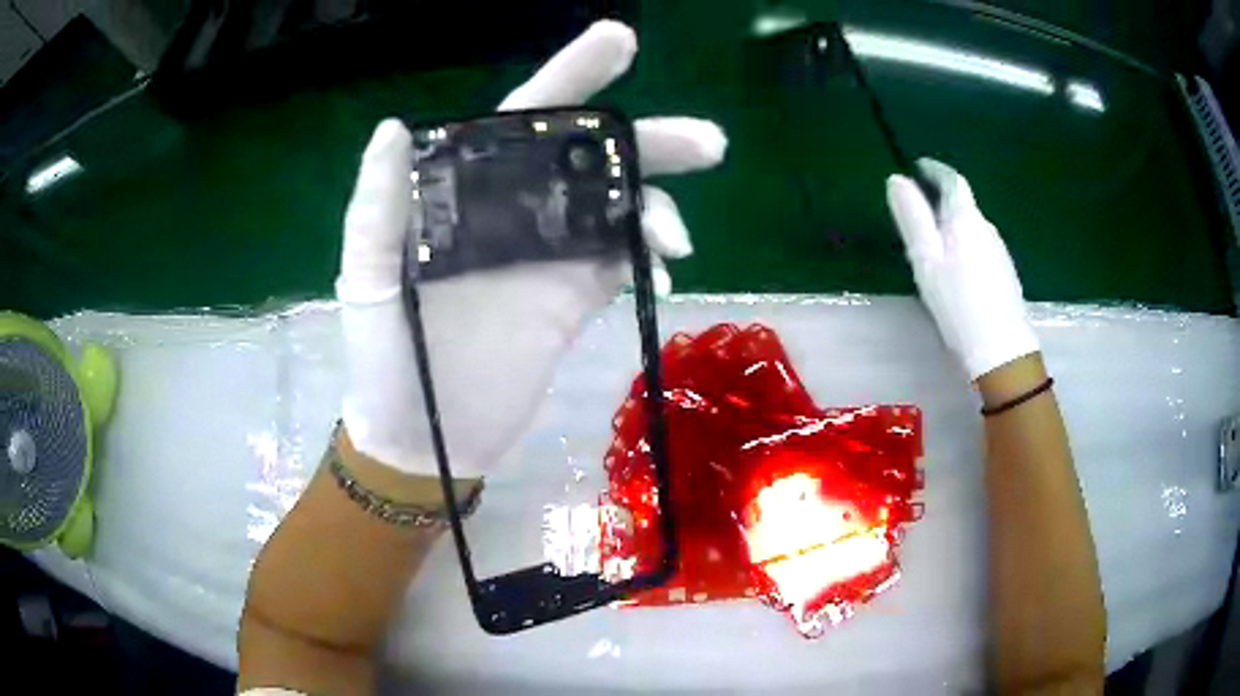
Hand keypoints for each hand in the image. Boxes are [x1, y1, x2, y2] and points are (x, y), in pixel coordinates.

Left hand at [337, 20, 727, 476]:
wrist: (425, 437)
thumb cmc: (385, 358)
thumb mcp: (367, 278)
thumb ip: (378, 205)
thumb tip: (395, 126)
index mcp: (464, 193)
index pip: (522, 120)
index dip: (571, 78)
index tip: (620, 41)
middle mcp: (511, 212)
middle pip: (588, 159)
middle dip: (647, 143)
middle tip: (706, 143)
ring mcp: (546, 256)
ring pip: (616, 207)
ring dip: (657, 207)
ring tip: (679, 236)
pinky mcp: (571, 300)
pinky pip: (621, 260)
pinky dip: (649, 254)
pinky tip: (665, 266)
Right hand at [886, 158, 1037, 380]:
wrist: (1001, 348)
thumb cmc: (958, 301)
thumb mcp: (926, 259)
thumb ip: (912, 217)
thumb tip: (897, 179)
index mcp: (965, 218)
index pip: (952, 180)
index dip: (934, 169)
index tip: (919, 167)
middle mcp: (986, 227)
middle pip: (963, 204)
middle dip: (942, 200)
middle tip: (920, 211)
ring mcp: (999, 251)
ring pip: (973, 227)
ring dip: (954, 225)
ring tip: (936, 245)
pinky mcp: (1005, 273)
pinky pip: (981, 247)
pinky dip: (966, 246)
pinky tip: (959, 270)